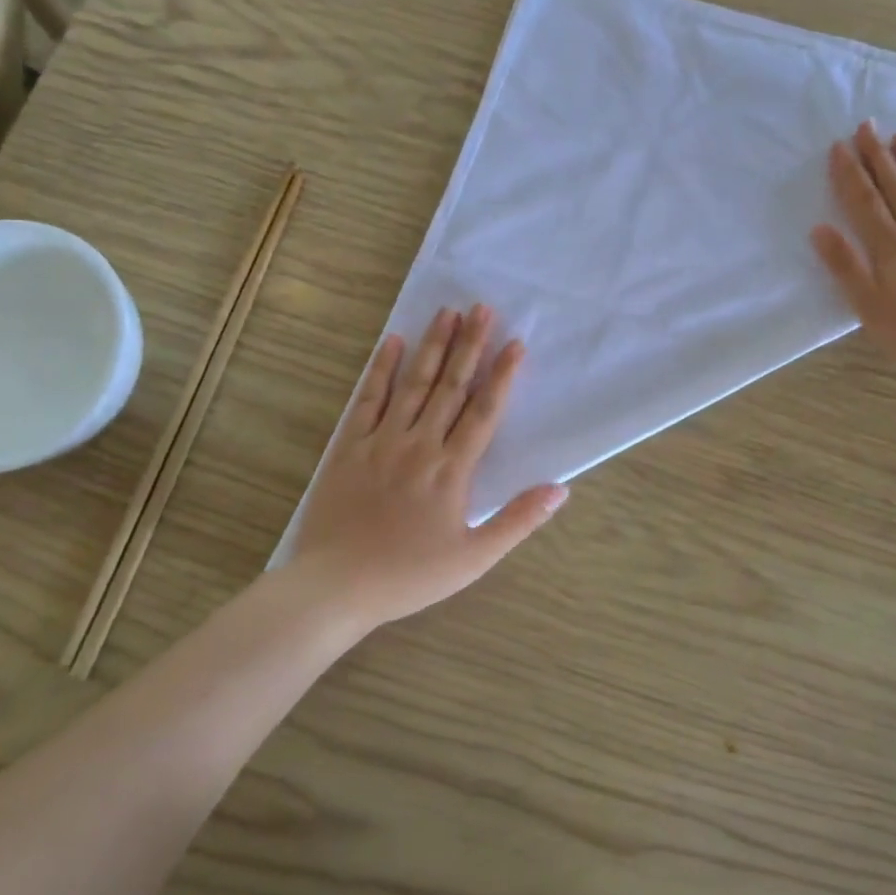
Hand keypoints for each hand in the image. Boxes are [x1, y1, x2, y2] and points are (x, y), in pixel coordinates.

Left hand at [284, 305, 565, 631]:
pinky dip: (381, 369)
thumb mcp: (473, 558)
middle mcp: (420, 444)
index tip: (515, 343)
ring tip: (447, 312)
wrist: (335, 587)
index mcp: (452, 470)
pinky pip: (368, 399)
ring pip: (413, 384)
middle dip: (469, 345)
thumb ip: (518, 521)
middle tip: (481, 308)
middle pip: (451, 386)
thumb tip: (561, 488)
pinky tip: (393, 342)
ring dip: (433, 346)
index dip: (502, 376)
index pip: (484, 411)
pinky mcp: (348, 446)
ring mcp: (381, 441)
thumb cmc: (408, 576)